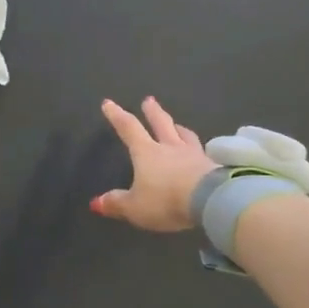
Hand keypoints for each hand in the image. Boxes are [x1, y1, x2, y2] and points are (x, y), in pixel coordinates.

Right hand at [91, 97, 216, 231]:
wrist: (209, 200)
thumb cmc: (166, 200)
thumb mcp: (135, 207)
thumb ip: (117, 203)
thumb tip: (97, 202)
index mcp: (147, 152)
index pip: (129, 128)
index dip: (117, 115)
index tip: (109, 103)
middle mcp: (170, 147)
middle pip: (161, 123)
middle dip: (152, 111)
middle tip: (149, 100)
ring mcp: (194, 154)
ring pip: (185, 135)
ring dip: (178, 127)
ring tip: (177, 124)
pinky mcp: (212, 165)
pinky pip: (202, 152)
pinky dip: (198, 149)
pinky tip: (200, 152)